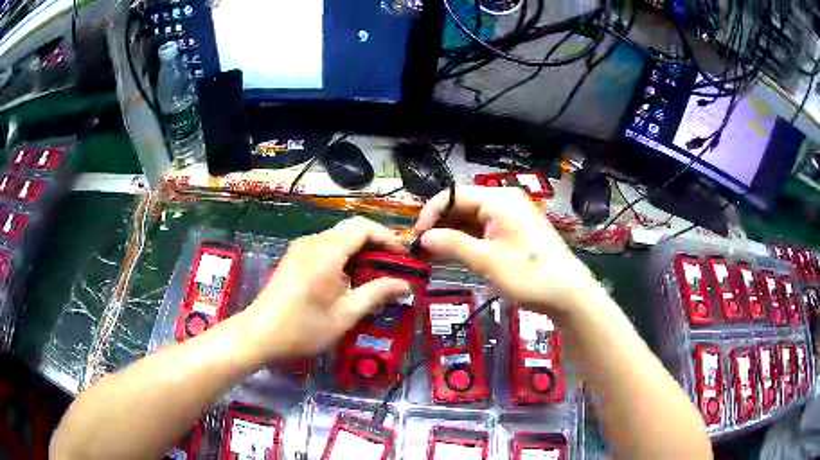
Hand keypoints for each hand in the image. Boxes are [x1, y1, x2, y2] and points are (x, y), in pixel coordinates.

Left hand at [242, 217, 411, 358]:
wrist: (259, 335)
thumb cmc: (303, 328)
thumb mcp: (345, 315)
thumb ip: (376, 294)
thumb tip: (405, 285)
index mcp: (327, 251)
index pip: (363, 227)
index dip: (387, 237)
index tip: (402, 257)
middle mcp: (313, 242)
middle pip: (351, 231)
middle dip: (375, 247)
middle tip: (391, 270)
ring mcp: (300, 248)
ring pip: (338, 239)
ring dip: (358, 253)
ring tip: (372, 279)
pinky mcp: (293, 257)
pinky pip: (325, 248)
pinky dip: (342, 258)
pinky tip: (346, 282)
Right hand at [415, 186, 596, 313]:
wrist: (568, 293)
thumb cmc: (528, 274)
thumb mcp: (487, 261)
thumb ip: (453, 245)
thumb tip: (423, 237)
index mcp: (498, 199)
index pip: (454, 195)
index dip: (431, 214)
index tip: (416, 237)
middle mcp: (505, 200)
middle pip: (463, 205)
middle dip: (440, 225)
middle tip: (422, 249)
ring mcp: (512, 216)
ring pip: (473, 219)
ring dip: (452, 235)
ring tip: (433, 256)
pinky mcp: (516, 231)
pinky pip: (485, 229)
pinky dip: (468, 241)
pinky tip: (454, 256)